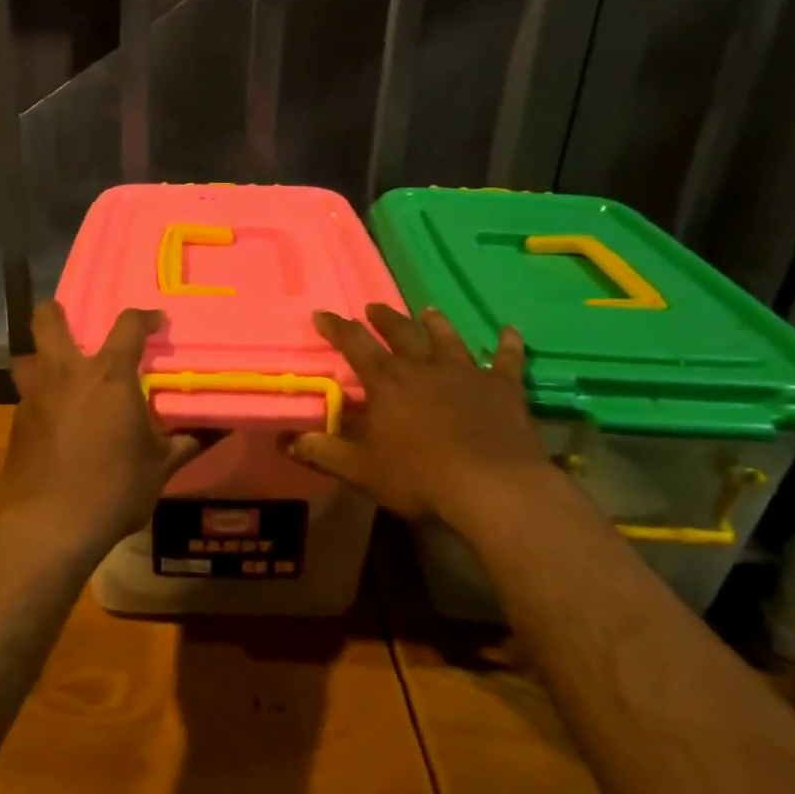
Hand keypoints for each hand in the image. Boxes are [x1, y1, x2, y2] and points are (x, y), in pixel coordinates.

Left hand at [0, 302, 201, 554]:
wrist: (51, 526)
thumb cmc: (115, 489)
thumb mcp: (160, 467)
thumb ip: (184, 443)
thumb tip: (210, 432)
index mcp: (109, 376)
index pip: (128, 325)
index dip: (145, 317)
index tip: (155, 323)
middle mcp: (66, 375)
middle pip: (47, 321)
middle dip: (57, 313)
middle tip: (75, 326)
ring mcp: (35, 397)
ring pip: (27, 357)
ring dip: (41, 358)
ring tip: (60, 375)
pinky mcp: (16, 423)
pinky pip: (26, 397)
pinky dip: (40, 399)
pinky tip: (53, 423)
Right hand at [289, 304, 570, 527]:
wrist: (493, 486)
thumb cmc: (420, 478)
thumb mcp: (361, 470)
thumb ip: (322, 452)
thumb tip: (283, 440)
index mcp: (388, 382)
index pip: (354, 344)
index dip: (336, 327)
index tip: (322, 313)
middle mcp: (425, 366)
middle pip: (401, 332)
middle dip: (384, 318)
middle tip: (374, 307)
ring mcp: (467, 373)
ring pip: (448, 339)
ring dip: (436, 324)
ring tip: (428, 310)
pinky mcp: (503, 388)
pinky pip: (507, 360)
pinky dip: (509, 345)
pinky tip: (511, 332)